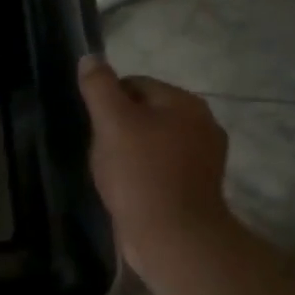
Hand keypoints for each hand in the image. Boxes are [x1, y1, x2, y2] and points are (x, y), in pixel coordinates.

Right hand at [77, 56, 233, 273]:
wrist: (173, 237)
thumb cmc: (140, 173)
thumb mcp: (111, 122)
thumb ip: (99, 87)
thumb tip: (90, 57)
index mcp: (185, 103)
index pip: (134, 84)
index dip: (107, 102)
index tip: (96, 128)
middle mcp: (202, 124)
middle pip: (144, 112)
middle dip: (118, 128)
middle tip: (103, 152)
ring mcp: (204, 158)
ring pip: (151, 140)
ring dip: (129, 151)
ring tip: (114, 173)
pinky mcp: (197, 186)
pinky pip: (161, 166)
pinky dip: (143, 173)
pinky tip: (129, 189)